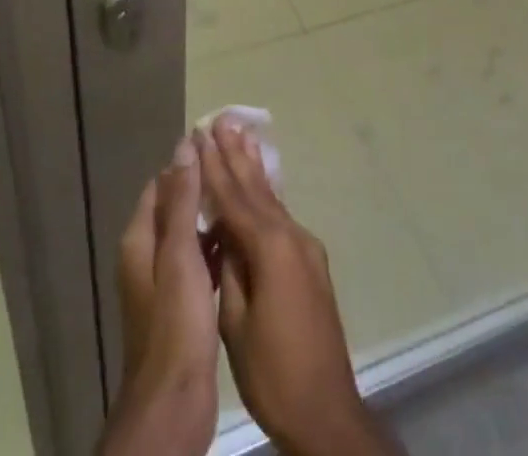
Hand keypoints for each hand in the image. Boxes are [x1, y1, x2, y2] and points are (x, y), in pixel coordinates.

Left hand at [97, 139, 218, 455]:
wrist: (174, 401)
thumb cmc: (175, 322)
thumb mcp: (180, 255)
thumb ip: (182, 200)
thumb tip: (185, 144)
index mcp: (140, 239)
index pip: (162, 184)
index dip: (186, 163)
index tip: (218, 148)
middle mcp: (147, 256)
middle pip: (175, 208)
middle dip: (202, 189)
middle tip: (238, 171)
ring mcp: (165, 283)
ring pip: (189, 236)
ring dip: (211, 218)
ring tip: (244, 200)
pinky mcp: (183, 306)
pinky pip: (200, 263)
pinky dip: (215, 248)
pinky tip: (241, 243)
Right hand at [198, 122, 402, 455]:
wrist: (326, 409)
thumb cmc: (272, 370)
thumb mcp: (236, 322)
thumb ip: (229, 268)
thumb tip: (222, 232)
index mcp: (269, 247)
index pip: (233, 198)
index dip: (214, 166)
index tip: (201, 134)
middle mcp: (290, 236)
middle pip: (255, 187)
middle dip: (235, 153)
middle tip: (222, 118)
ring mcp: (304, 247)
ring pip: (271, 197)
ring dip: (253, 166)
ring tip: (242, 134)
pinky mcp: (311, 262)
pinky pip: (281, 215)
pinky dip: (265, 193)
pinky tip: (261, 182)